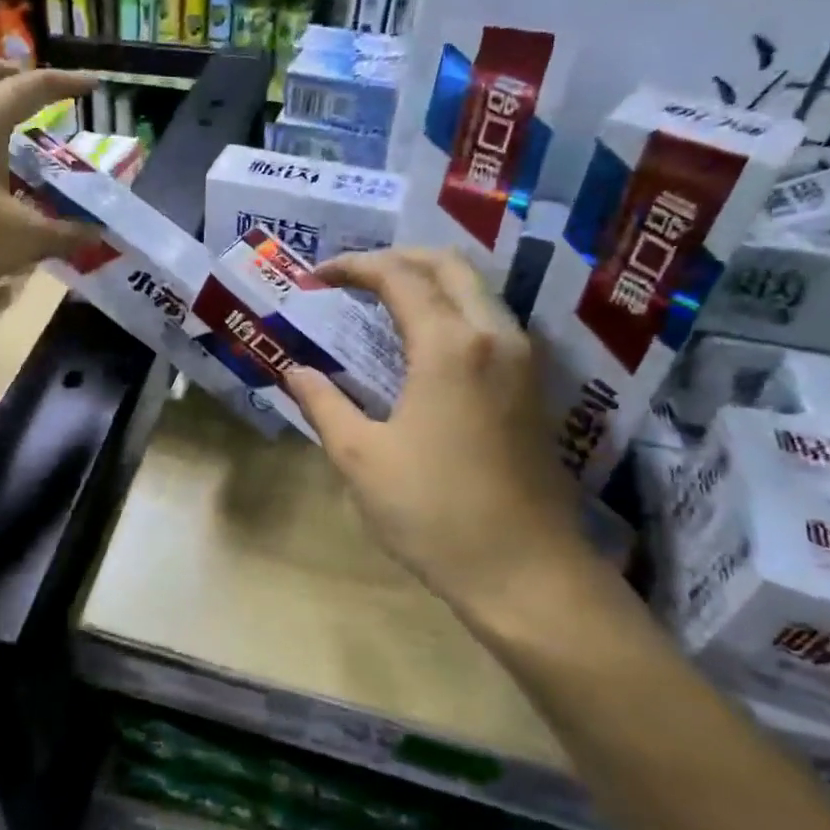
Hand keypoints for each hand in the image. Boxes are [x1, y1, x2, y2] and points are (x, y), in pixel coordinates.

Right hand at [281, 249, 597, 621]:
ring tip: (384, 301)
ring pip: (478, 290)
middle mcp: (495, 336)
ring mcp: (523, 361)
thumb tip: (295, 371)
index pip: (399, 277)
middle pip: (450, 266)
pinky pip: (491, 321)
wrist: (526, 571)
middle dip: (398, 258)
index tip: (317, 277)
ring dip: (430, 281)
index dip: (354, 267)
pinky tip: (425, 342)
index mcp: (450, 346)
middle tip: (354, 276)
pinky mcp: (534, 388)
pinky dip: (454, 309)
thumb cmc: (434, 512)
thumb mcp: (361, 458)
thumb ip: (324, 404)